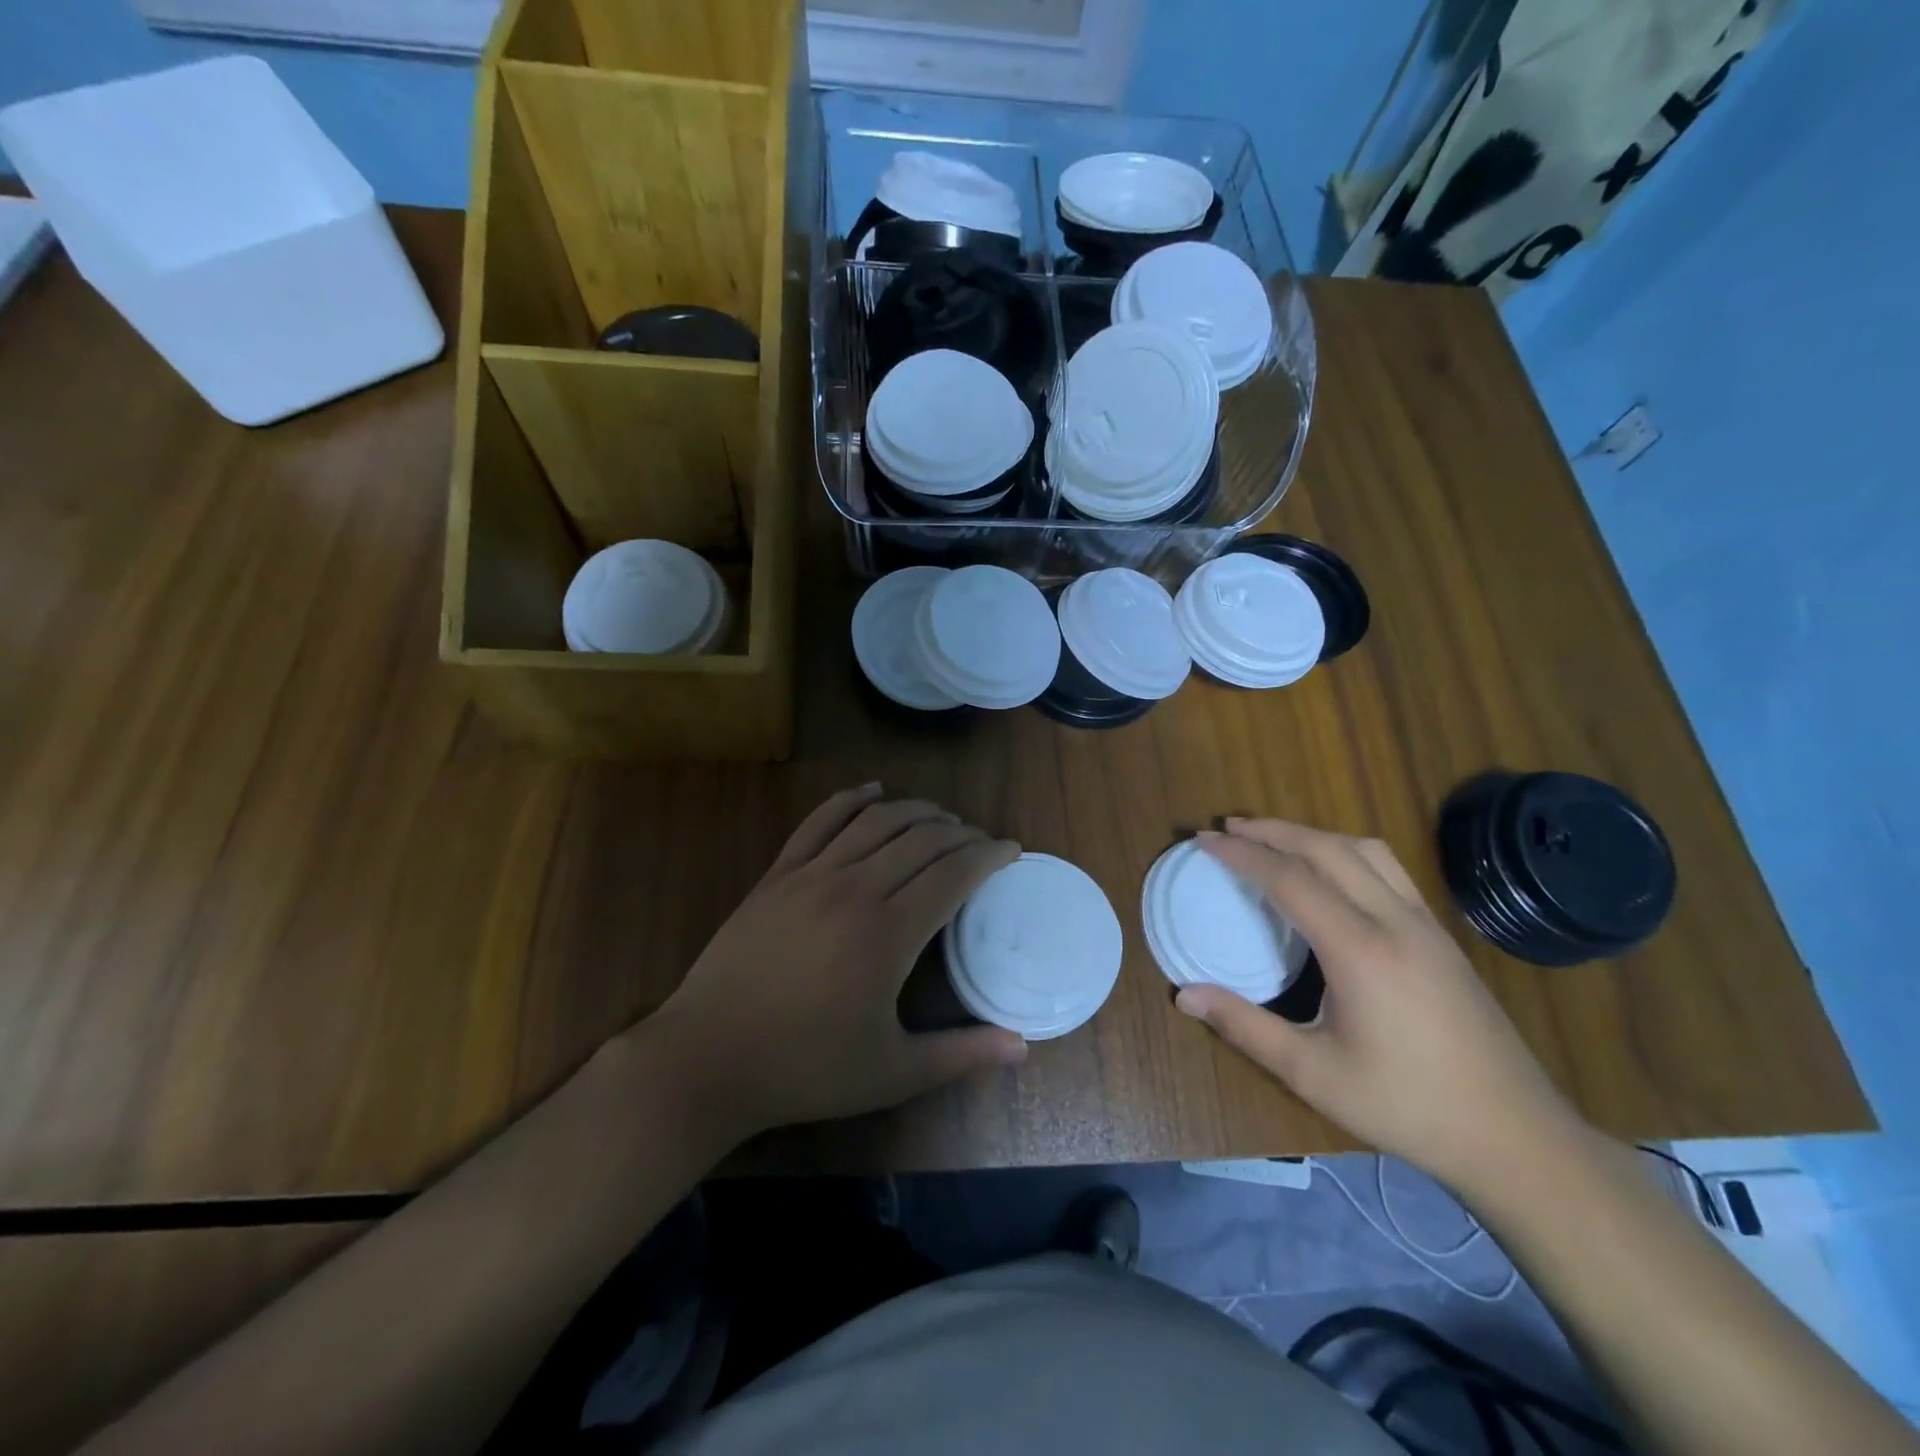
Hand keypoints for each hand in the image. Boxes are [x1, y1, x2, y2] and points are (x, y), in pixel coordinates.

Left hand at [647, 785, 1027, 1137]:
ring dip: (916, 811)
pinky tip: (872, 792)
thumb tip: (1022, 1046)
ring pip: (876, 822)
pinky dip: (850, 800)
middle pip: (921, 840)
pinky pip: (819, 821)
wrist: (707, 1059)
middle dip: (960, 833)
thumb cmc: (805, 1069)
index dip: (988, 856)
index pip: (952, 874)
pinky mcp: (777, 875)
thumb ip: (961, 1055)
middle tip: (980, 842)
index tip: (1009, 850)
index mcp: (889, 933)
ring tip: (941, 818)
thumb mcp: (892, 1074)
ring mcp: (811, 876)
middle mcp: (855, 889)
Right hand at [1174, 819, 1581, 1192]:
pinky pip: (1389, 870)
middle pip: (1327, 849)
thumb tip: (1183, 994)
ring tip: (1274, 839)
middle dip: (1273, 830)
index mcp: (1360, 950)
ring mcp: (1425, 924)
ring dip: (1312, 835)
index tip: (1205, 840)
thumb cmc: (1407, 1106)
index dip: (1242, 854)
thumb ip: (1245, 1027)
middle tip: (1229, 827)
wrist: (1516, 1136)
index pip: (1290, 879)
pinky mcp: (1441, 936)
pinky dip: (1346, 852)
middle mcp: (1394, 921)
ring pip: (1365, 851)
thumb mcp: (1314, 1074)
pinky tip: (1331, 873)